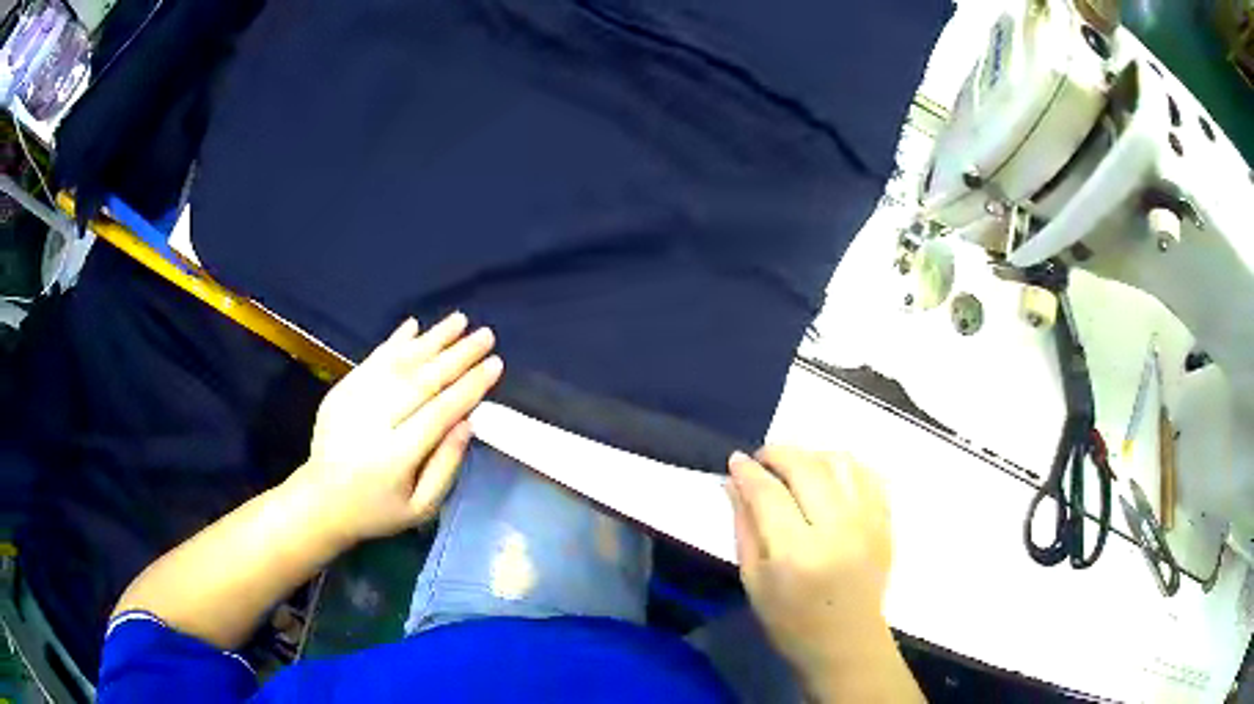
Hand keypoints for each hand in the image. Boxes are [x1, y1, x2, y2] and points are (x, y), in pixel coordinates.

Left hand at [286, 313, 502, 545]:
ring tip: (460, 319)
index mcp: (395, 456)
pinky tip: (414, 325)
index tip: (495, 364)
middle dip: (457, 355)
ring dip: (431, 339)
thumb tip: (468, 422)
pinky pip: (371, 360)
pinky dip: (394, 341)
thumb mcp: (420, 508)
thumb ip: (445, 466)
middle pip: (421, 380)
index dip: (470, 386)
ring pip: (398, 363)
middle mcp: (373, 422)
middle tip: (486, 335)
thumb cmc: (377, 510)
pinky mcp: (340, 390)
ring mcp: (353, 402)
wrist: (321, 502)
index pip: (440, 412)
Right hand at [726, 447, 893, 682]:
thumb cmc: (791, 621)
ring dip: (812, 455)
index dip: (748, 471)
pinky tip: (829, 477)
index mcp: (796, 554)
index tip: (735, 460)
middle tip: (762, 459)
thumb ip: (743, 527)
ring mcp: (868, 522)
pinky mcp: (885, 522)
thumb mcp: (753, 581)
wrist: (847, 641)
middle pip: (807, 468)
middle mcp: (837, 530)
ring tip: (796, 468)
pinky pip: (868, 474)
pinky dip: (845, 466)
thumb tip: (733, 482)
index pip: (769, 494)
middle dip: (779, 453)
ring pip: (841, 462)